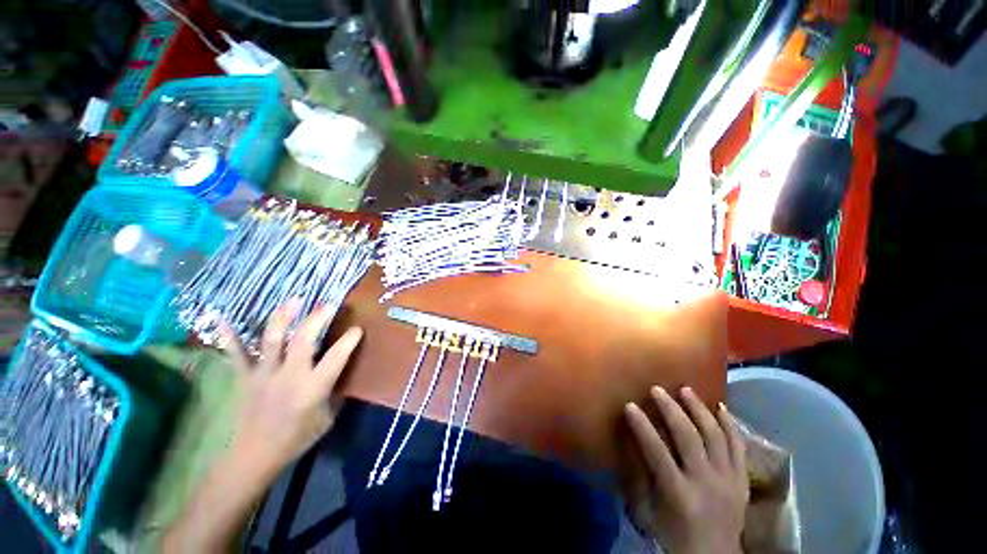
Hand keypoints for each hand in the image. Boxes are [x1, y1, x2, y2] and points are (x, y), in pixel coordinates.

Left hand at [220, 299, 363, 474]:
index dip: (349, 340)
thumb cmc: (296, 438)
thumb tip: (342, 376)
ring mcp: (265, 373)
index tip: (357, 329)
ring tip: (293, 300)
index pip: (337, 356)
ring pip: (273, 339)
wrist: (255, 456)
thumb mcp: (327, 418)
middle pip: (304, 339)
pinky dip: (229, 337)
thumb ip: (335, 394)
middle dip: (317, 318)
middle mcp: (291, 374)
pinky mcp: (245, 378)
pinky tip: (221, 318)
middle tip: (328, 305)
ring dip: (283, 317)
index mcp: (314, 386)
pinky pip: (236, 354)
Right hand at [624, 386, 747, 553]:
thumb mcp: (654, 509)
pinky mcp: (742, 480)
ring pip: (715, 436)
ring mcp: (728, 480)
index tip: (629, 405)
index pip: (657, 452)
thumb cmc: (676, 534)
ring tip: (685, 390)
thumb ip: (647, 475)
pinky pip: (738, 447)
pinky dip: (729, 425)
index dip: (642, 426)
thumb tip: (636, 442)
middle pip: (689, 437)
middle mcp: (706, 482)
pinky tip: (720, 406)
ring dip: (698, 409)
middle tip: (657, 390)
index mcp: (680, 493)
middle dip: (671, 409)